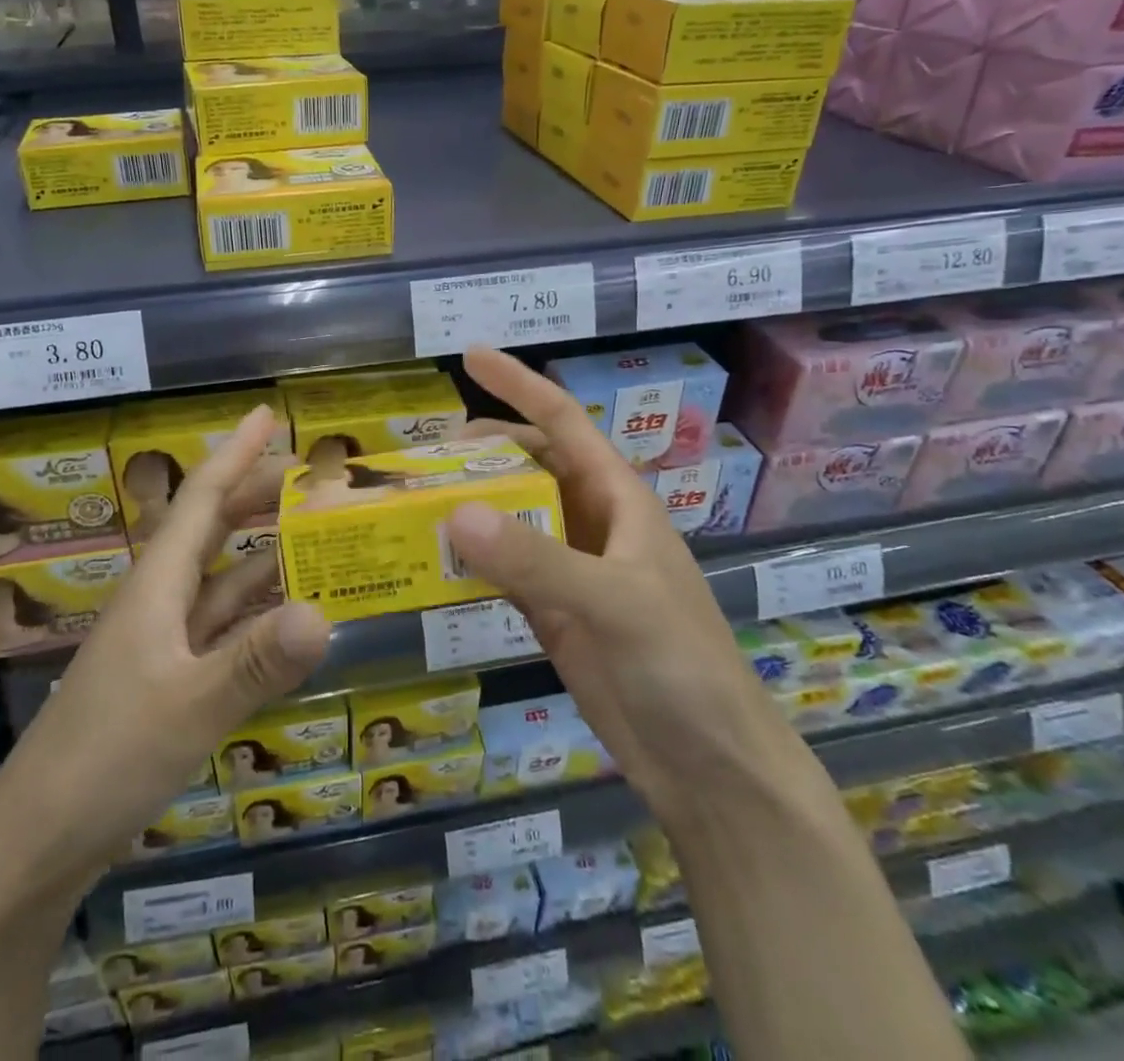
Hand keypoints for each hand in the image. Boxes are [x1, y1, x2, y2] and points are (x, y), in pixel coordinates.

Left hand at [0, 405, 331, 882]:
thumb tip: (325, 612)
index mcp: (155, 587)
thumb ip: (256, 662)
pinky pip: (222, 628)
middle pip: (212, 530)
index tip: (268, 414)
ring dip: (263, 554)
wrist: (33, 847)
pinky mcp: (167, 683)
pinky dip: (256, 613)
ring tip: (314, 536)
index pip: (201, 499)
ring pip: (220, 580)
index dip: (235, 453)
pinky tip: (287, 617)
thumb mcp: (189, 709)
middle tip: (311, 475)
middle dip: (257, 495)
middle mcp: (158, 603)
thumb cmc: (104, 761)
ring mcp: (161, 645)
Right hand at [447, 347, 776, 813]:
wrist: (710, 766)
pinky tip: (432, 557)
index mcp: (618, 499)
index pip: (562, 422)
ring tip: (414, 496)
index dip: (519, 384)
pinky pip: (501, 568)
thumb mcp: (615, 604)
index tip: (470, 356)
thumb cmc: (682, 667)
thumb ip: (536, 560)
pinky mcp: (551, 611)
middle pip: (529, 464)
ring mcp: (570, 568)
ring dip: (469, 502)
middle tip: (421, 451)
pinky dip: (468, 557)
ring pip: (511, 515)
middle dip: (481, 449)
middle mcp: (591, 522)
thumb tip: (454, 514)